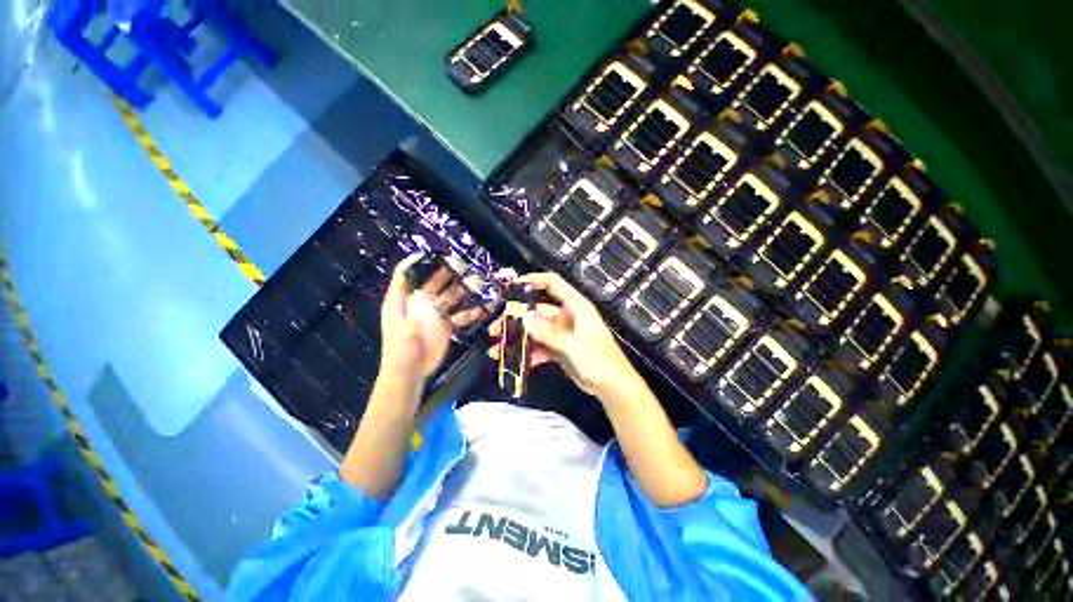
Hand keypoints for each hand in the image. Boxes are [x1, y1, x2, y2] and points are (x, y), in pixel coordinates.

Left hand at [380, 257, 487, 383]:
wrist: (410, 371)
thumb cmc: (401, 346)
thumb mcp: (400, 319)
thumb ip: (408, 298)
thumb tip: (415, 275)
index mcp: (404, 299)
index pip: (408, 275)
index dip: (420, 263)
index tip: (436, 254)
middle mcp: (420, 303)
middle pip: (434, 283)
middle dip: (447, 273)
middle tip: (462, 264)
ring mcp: (434, 314)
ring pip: (450, 297)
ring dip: (462, 290)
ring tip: (476, 281)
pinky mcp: (446, 325)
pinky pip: (460, 315)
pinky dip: (470, 312)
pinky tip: (482, 309)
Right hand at [487, 272, 636, 396]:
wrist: (612, 386)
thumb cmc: (598, 359)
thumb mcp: (572, 345)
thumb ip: (548, 332)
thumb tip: (524, 318)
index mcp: (575, 306)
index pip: (553, 284)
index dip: (534, 280)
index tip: (512, 285)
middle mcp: (567, 316)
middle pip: (538, 311)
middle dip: (516, 319)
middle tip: (495, 329)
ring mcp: (563, 333)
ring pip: (536, 330)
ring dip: (518, 339)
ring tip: (497, 349)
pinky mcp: (560, 348)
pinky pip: (541, 346)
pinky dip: (528, 353)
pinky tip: (514, 362)